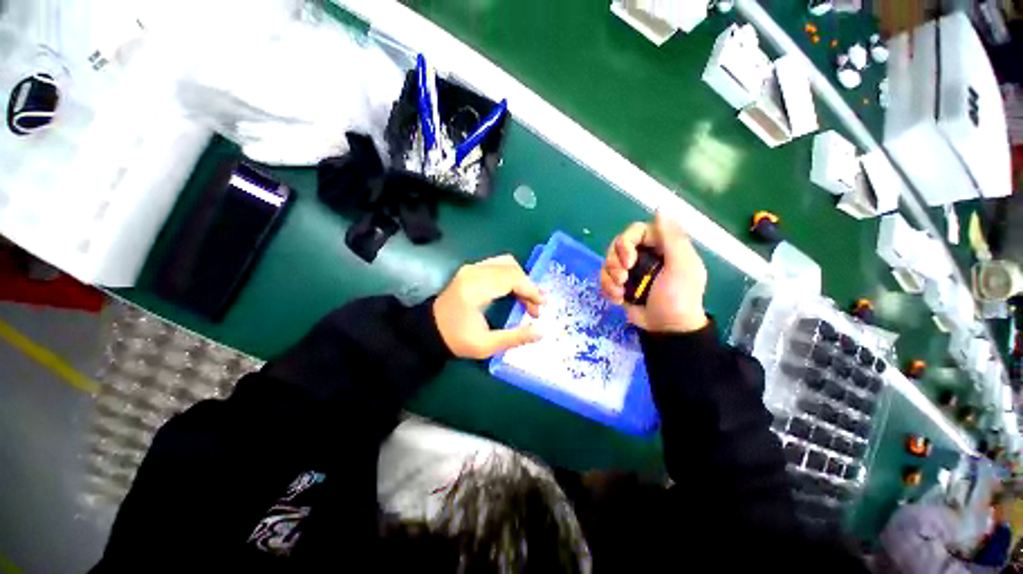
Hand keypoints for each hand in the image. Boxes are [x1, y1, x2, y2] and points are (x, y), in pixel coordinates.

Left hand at [433, 254, 544, 358]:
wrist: (429, 330)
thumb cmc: (456, 339)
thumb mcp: (486, 345)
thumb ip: (515, 338)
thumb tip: (542, 332)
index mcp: (475, 289)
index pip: (511, 278)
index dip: (531, 289)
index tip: (542, 305)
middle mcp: (473, 272)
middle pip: (511, 268)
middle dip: (528, 286)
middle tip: (536, 307)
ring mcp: (471, 268)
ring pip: (506, 263)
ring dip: (521, 279)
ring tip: (528, 299)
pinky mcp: (471, 269)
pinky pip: (498, 265)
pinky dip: (511, 276)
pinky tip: (515, 291)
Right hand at [600, 212, 708, 333]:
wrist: (667, 328)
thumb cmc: (679, 297)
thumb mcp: (682, 266)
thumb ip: (673, 238)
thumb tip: (661, 208)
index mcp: (660, 246)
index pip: (634, 232)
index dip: (625, 243)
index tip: (628, 261)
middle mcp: (643, 255)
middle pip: (616, 247)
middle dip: (614, 263)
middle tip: (622, 278)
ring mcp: (630, 271)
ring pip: (607, 263)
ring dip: (609, 279)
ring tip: (619, 293)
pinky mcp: (620, 285)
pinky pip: (604, 279)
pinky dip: (607, 289)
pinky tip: (617, 300)